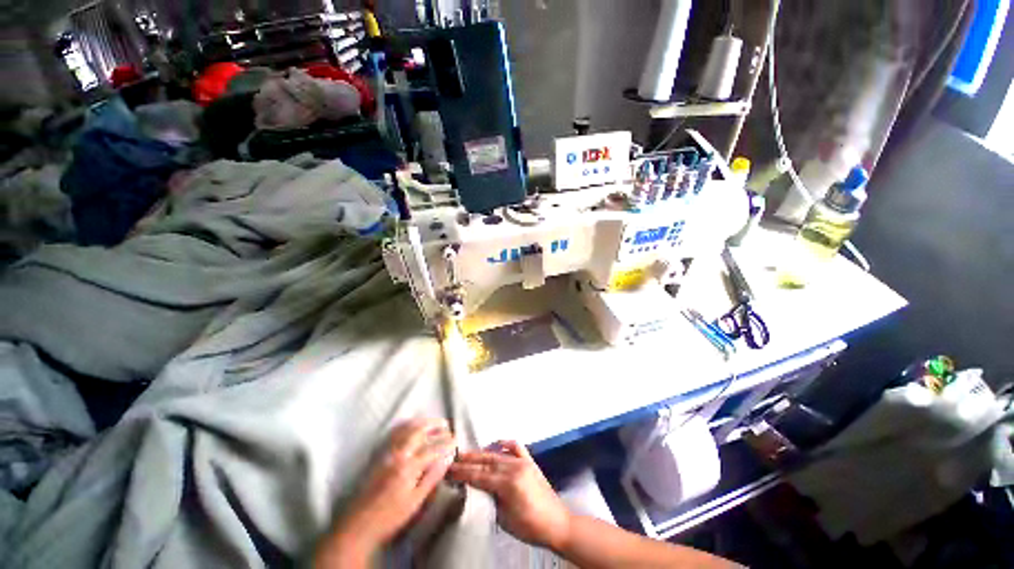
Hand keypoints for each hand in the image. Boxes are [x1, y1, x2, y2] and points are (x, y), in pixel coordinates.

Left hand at [317, 418, 455, 565]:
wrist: (357, 525)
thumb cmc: (390, 517)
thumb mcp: (415, 502)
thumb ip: (431, 478)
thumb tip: (446, 459)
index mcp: (408, 467)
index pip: (432, 449)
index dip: (446, 443)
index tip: (456, 440)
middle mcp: (397, 454)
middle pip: (419, 431)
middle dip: (435, 425)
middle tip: (447, 425)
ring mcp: (386, 451)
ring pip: (406, 428)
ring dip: (422, 422)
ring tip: (433, 422)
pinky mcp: (378, 454)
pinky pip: (394, 432)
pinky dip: (406, 424)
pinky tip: (412, 426)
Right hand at [448, 440, 571, 550]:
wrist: (557, 523)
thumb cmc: (529, 527)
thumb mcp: (504, 519)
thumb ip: (490, 499)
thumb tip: (477, 487)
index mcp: (508, 483)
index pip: (480, 476)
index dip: (463, 473)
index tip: (449, 469)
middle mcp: (515, 467)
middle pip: (486, 462)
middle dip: (468, 460)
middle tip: (453, 459)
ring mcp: (524, 461)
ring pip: (498, 454)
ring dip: (481, 453)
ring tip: (467, 453)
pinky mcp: (530, 461)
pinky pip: (516, 446)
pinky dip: (505, 444)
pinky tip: (496, 443)